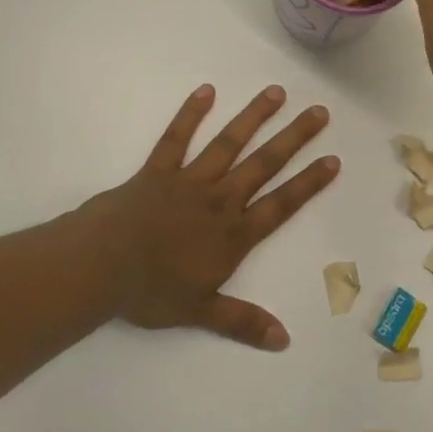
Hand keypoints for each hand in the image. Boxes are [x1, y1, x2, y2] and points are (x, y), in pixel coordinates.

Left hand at [72, 84, 337, 350]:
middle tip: (319, 111)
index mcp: (233, 234)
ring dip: (254, 117)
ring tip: (276, 92)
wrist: (99, 267)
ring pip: (228, 143)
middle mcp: (219, 200)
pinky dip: (191, 114)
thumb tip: (285, 341)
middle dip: (294, 138)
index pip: (281, 204)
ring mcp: (189, 181)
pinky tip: (206, 91)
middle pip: (264, 164)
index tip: (333, 159)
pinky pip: (176, 138)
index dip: (309, 183)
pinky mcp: (158, 170)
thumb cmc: (150, 291)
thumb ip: (243, 321)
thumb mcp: (201, 312)